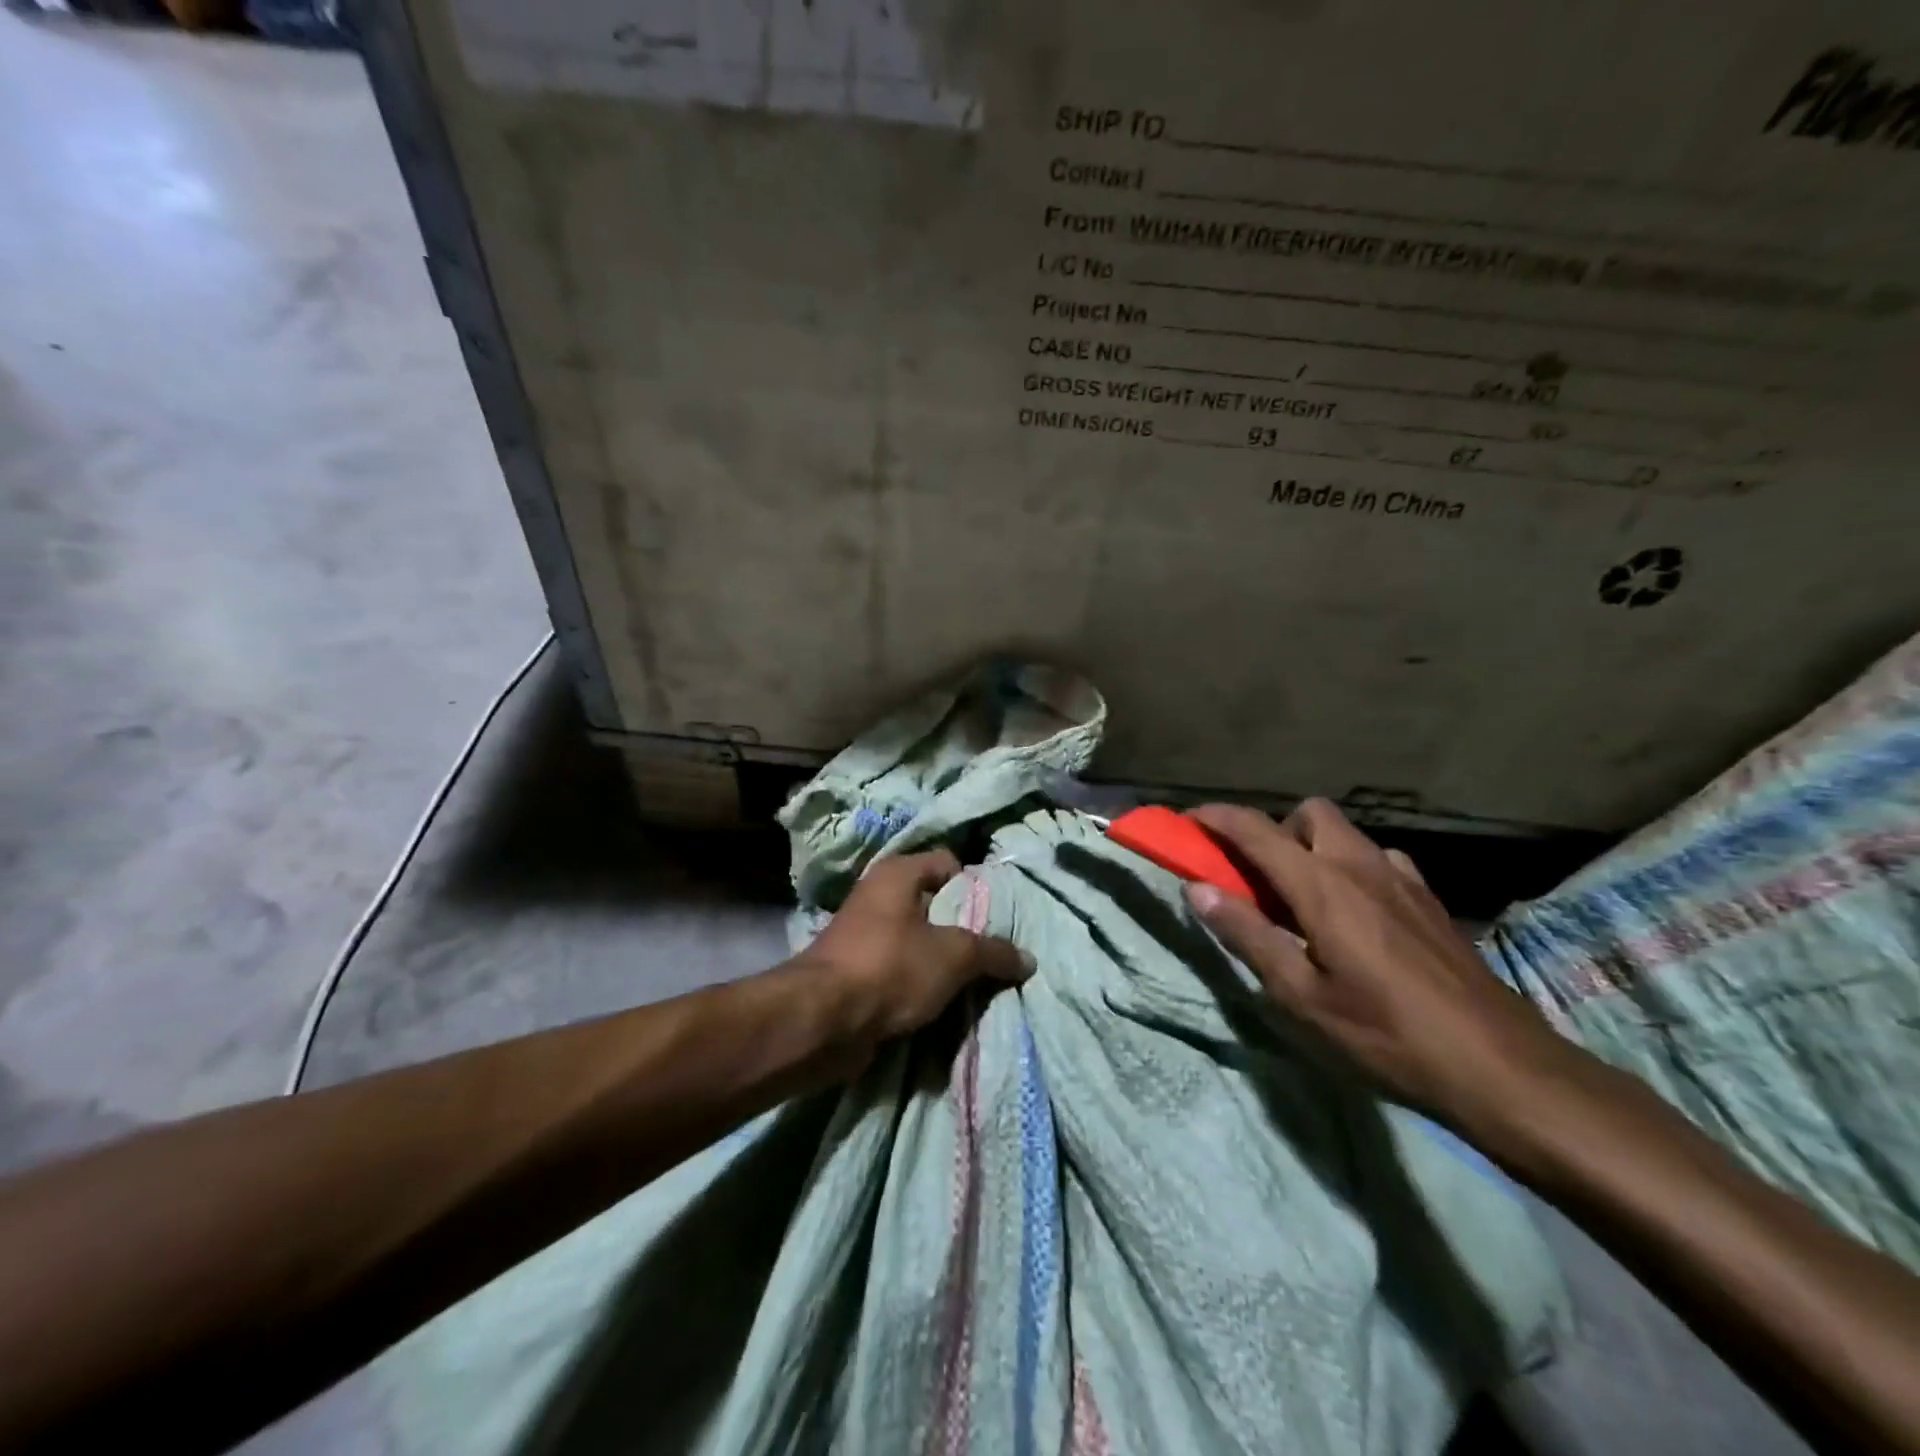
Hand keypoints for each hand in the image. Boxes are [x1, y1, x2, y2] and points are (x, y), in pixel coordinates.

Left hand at [796, 850, 1030, 1043]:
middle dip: (964, 929)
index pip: (949, 863)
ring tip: (976, 982)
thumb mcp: (954, 956)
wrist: (822, 1021)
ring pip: (918, 941)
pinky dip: (920, 983)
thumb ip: (993, 952)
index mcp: (897, 873)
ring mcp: (864, 934)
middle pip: (935, 904)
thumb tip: (1027, 959)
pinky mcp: (856, 971)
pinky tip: (943, 1002)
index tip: (998, 916)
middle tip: (994, 952)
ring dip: (942, 961)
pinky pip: (900, 970)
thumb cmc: (890, 967)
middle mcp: (877, 895)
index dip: (976, 886)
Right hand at [1184, 800, 1571, 1126]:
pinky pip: (1378, 861)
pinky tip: (1356, 919)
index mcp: (1323, 886)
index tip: (1187, 821)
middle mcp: (1362, 866)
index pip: (1256, 830)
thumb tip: (1197, 889)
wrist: (1502, 1067)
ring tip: (1305, 903)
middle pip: (1309, 813)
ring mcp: (1403, 880)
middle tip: (1260, 880)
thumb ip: (1247, 934)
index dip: (1216, 818)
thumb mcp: (1300, 995)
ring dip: (1314, 850)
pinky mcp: (1430, 901)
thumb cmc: (1386, 1034)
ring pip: (1347, 835)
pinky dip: (1352, 870)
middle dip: (1275, 830)